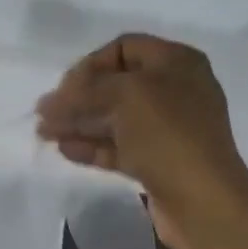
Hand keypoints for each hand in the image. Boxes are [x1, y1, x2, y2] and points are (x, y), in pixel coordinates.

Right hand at [36, 34, 247, 248]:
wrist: (202, 200)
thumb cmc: (167, 135)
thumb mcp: (125, 96)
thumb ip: (83, 92)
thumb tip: (49, 103)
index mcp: (176, 63)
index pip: (124, 48)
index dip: (90, 64)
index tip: (64, 88)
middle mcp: (174, 91)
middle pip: (116, 85)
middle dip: (78, 98)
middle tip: (45, 113)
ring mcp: (166, 129)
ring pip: (114, 119)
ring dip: (79, 123)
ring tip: (45, 133)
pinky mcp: (157, 162)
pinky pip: (118, 147)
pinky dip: (91, 147)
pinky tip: (65, 150)